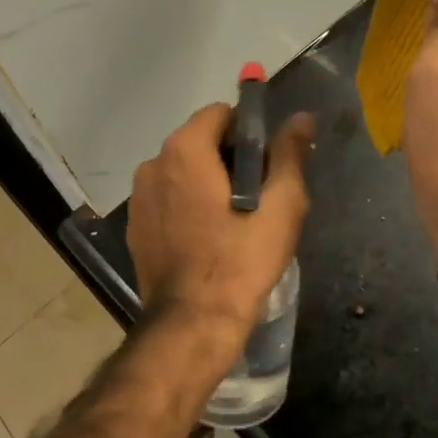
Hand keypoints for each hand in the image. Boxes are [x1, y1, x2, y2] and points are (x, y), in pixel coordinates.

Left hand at [128, 103, 313, 336]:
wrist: (193, 322)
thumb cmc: (241, 261)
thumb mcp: (280, 206)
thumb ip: (289, 155)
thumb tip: (301, 118)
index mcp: (185, 150)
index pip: (220, 114)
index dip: (248, 133)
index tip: (266, 165)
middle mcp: (153, 164)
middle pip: (199, 142)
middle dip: (228, 159)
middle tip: (257, 196)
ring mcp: (138, 197)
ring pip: (182, 172)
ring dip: (206, 183)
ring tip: (233, 221)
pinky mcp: (135, 227)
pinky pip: (167, 200)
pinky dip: (186, 206)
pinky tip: (207, 238)